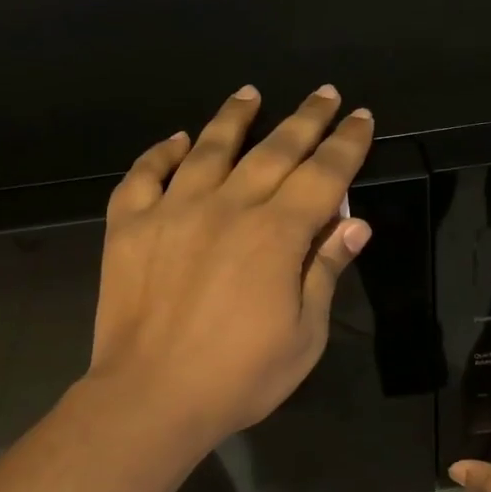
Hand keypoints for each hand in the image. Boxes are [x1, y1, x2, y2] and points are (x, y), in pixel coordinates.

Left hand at [88, 84, 374, 448]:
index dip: (346, 144)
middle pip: (274, 151)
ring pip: (209, 149)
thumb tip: (355, 224)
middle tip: (324, 93)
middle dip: (305, 120)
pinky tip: (177, 140)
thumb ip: (325, 272)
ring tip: (250, 94)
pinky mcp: (129, 226)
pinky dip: (161, 153)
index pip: (323, 175)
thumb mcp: (304, 335)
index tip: (361, 117)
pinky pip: (145, 175)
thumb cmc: (239, 377)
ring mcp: (173, 211)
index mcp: (276, 235)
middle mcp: (228, 207)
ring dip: (234, 119)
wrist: (150, 397)